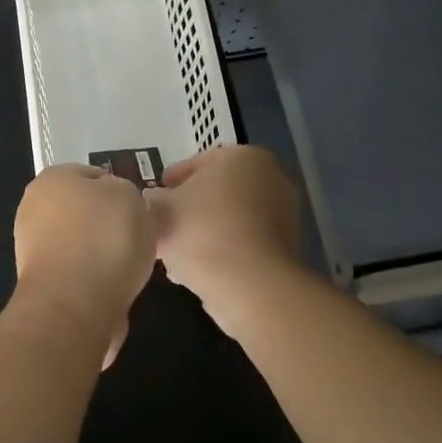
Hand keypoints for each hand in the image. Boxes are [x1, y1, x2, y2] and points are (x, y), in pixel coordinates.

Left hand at [12, 165, 156, 363]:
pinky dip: (96, 279)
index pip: (92, 175)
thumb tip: (112, 204)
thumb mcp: (129, 195)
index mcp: (52, 179)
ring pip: (81, 243)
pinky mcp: (42, 284)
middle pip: (84, 211)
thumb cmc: (105, 238)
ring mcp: (34, 249)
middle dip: (109, 223)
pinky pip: (79, 273)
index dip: (119, 189)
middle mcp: (34, 209)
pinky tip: (115, 287)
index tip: (138, 209)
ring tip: (129, 266)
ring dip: (103, 253)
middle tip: (137, 236)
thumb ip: (122, 191)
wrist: (75, 305)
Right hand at [148, 146, 303, 319]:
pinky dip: (224, 252)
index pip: (199, 163)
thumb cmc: (202, 232)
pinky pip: (245, 244)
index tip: (154, 198)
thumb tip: (154, 200)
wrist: (250, 286)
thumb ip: (154, 200)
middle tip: (164, 226)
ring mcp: (285, 215)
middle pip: (219, 191)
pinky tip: (199, 271)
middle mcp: (272, 178)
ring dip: (206, 232)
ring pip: (232, 219)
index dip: (171, 181)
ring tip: (177, 254)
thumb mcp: (161, 210)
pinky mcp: (288, 250)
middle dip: (191, 208)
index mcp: (243, 157)